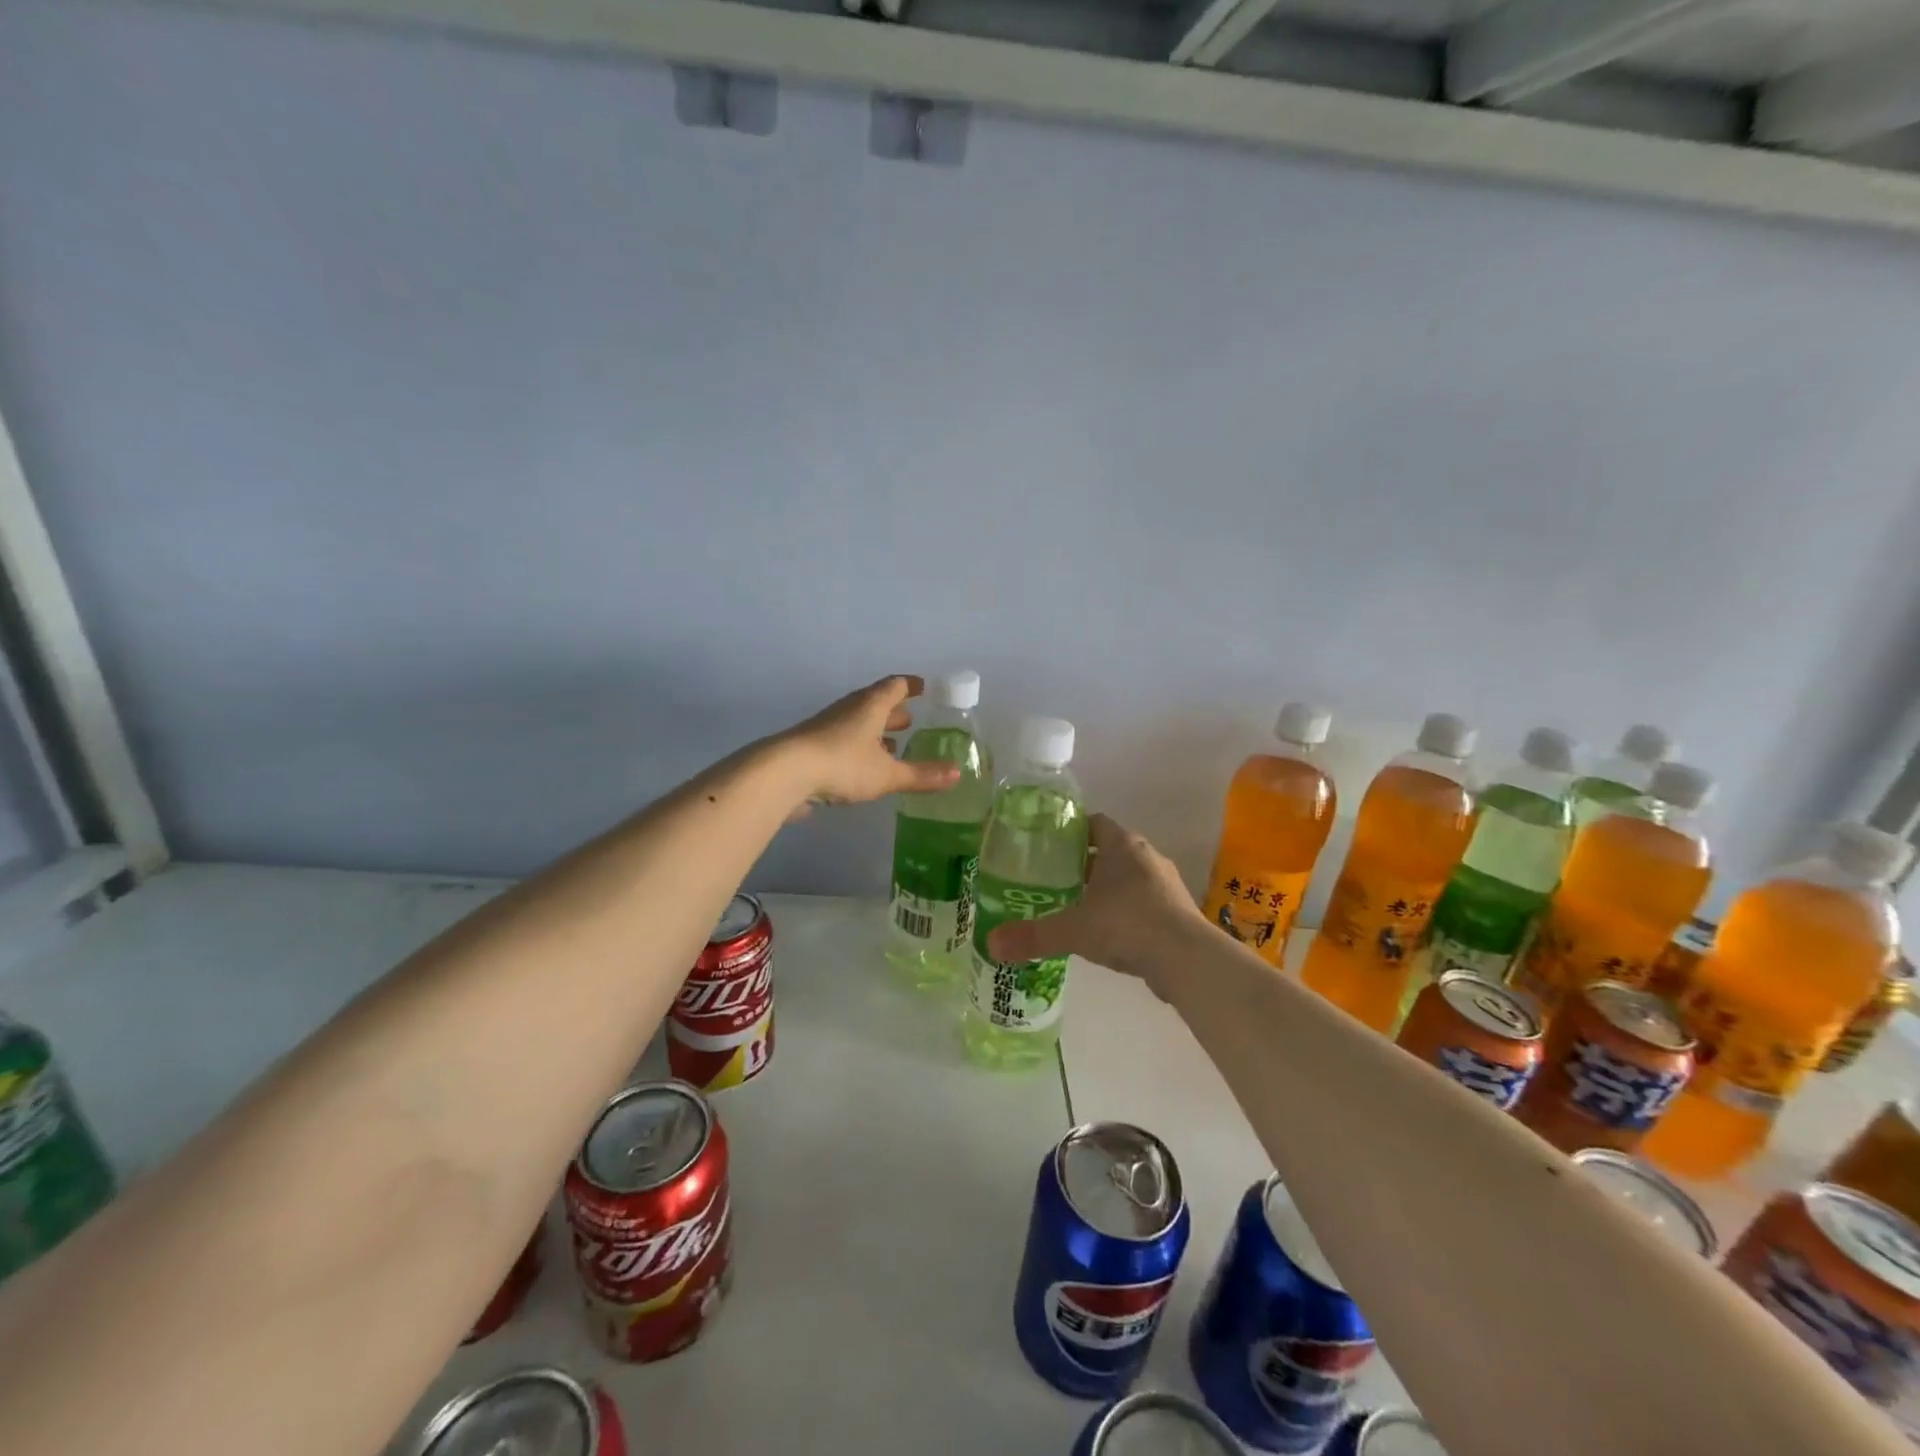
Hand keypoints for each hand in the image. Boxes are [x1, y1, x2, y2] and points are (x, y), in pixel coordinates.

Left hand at [778, 676, 960, 806]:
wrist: (784, 774)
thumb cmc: (843, 764)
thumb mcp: (887, 774)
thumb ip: (921, 775)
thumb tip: (957, 774)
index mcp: (870, 706)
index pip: (894, 686)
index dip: (910, 686)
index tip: (923, 687)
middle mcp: (849, 710)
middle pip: (874, 704)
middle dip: (893, 711)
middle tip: (911, 720)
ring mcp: (827, 727)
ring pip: (857, 723)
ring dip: (875, 731)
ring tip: (892, 744)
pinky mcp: (812, 747)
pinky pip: (843, 741)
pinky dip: (858, 748)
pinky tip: (863, 766)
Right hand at [986, 814, 1203, 995]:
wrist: (1187, 959)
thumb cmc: (1127, 925)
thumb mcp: (1074, 929)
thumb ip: (1033, 935)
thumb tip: (991, 945)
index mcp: (1122, 845)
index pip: (1092, 823)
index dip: (1069, 831)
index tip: (1045, 845)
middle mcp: (1146, 856)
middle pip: (1108, 851)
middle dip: (1081, 863)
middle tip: (1051, 878)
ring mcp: (1165, 884)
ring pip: (1126, 878)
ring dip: (1104, 888)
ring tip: (1074, 906)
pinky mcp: (1175, 912)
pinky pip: (1141, 903)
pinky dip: (1123, 911)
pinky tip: (1105, 933)